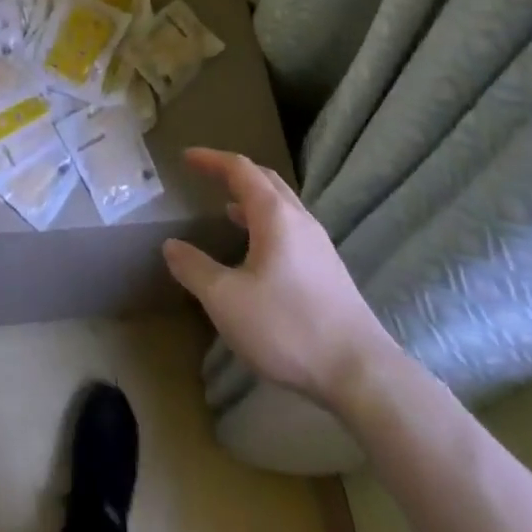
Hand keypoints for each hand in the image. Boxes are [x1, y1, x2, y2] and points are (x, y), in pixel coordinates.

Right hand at [163, 147, 396, 402]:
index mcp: (274, 214)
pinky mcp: (329, 270)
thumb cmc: (288, 327)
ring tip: (228, 209)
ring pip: (282, 205)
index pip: (240, 169)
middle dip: (235, 172)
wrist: (360, 373)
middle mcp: (299, 219)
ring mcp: (319, 244)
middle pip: (265, 180)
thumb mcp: (227, 301)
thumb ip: (195, 269)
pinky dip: (268, 223)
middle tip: (208, 175)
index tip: (187, 157)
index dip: (211, 159)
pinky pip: (291, 228)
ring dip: (253, 199)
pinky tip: (259, 252)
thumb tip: (171, 245)